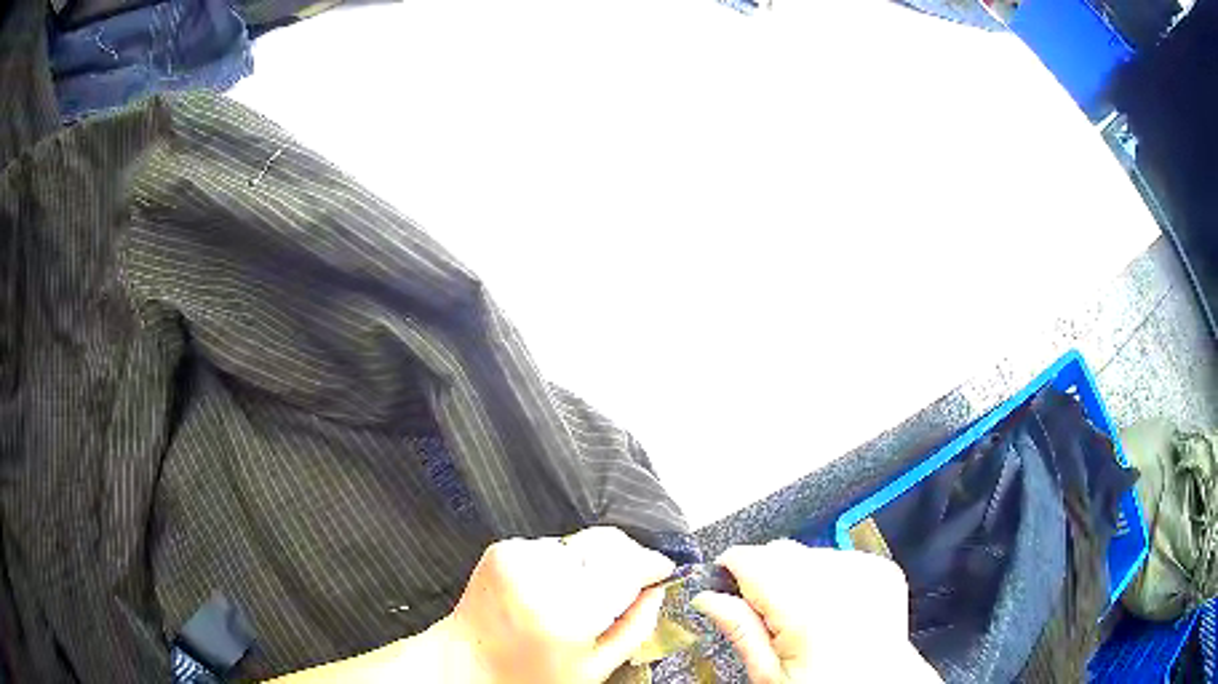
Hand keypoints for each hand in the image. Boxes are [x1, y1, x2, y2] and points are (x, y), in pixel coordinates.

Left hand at [444, 527, 675, 683]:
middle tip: (628, 585)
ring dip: (591, 564)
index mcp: (568, 616)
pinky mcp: (503, 549)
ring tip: (577, 596)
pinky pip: (552, 546)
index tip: (662, 569)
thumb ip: (635, 628)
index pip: (626, 568)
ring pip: (581, 544)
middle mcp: (541, 579)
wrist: (467, 661)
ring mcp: (518, 559)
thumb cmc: (532, 675)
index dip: (651, 564)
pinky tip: (550, 590)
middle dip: (625, 560)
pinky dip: (562, 563)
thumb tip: (657, 589)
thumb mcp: (594, 669)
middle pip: (607, 545)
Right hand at [692, 540, 941, 682]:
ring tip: (805, 615)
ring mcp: (864, 570)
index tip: (724, 582)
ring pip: (808, 551)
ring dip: (798, 574)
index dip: (730, 569)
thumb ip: (739, 630)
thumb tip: (707, 597)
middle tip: (768, 614)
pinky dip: (828, 576)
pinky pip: (839, 557)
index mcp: (803, 607)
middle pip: (780, 550)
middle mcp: (837, 580)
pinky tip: (831, 606)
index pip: (750, 558)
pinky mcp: (881, 569)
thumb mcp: (769, 674)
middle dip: (765, 574)